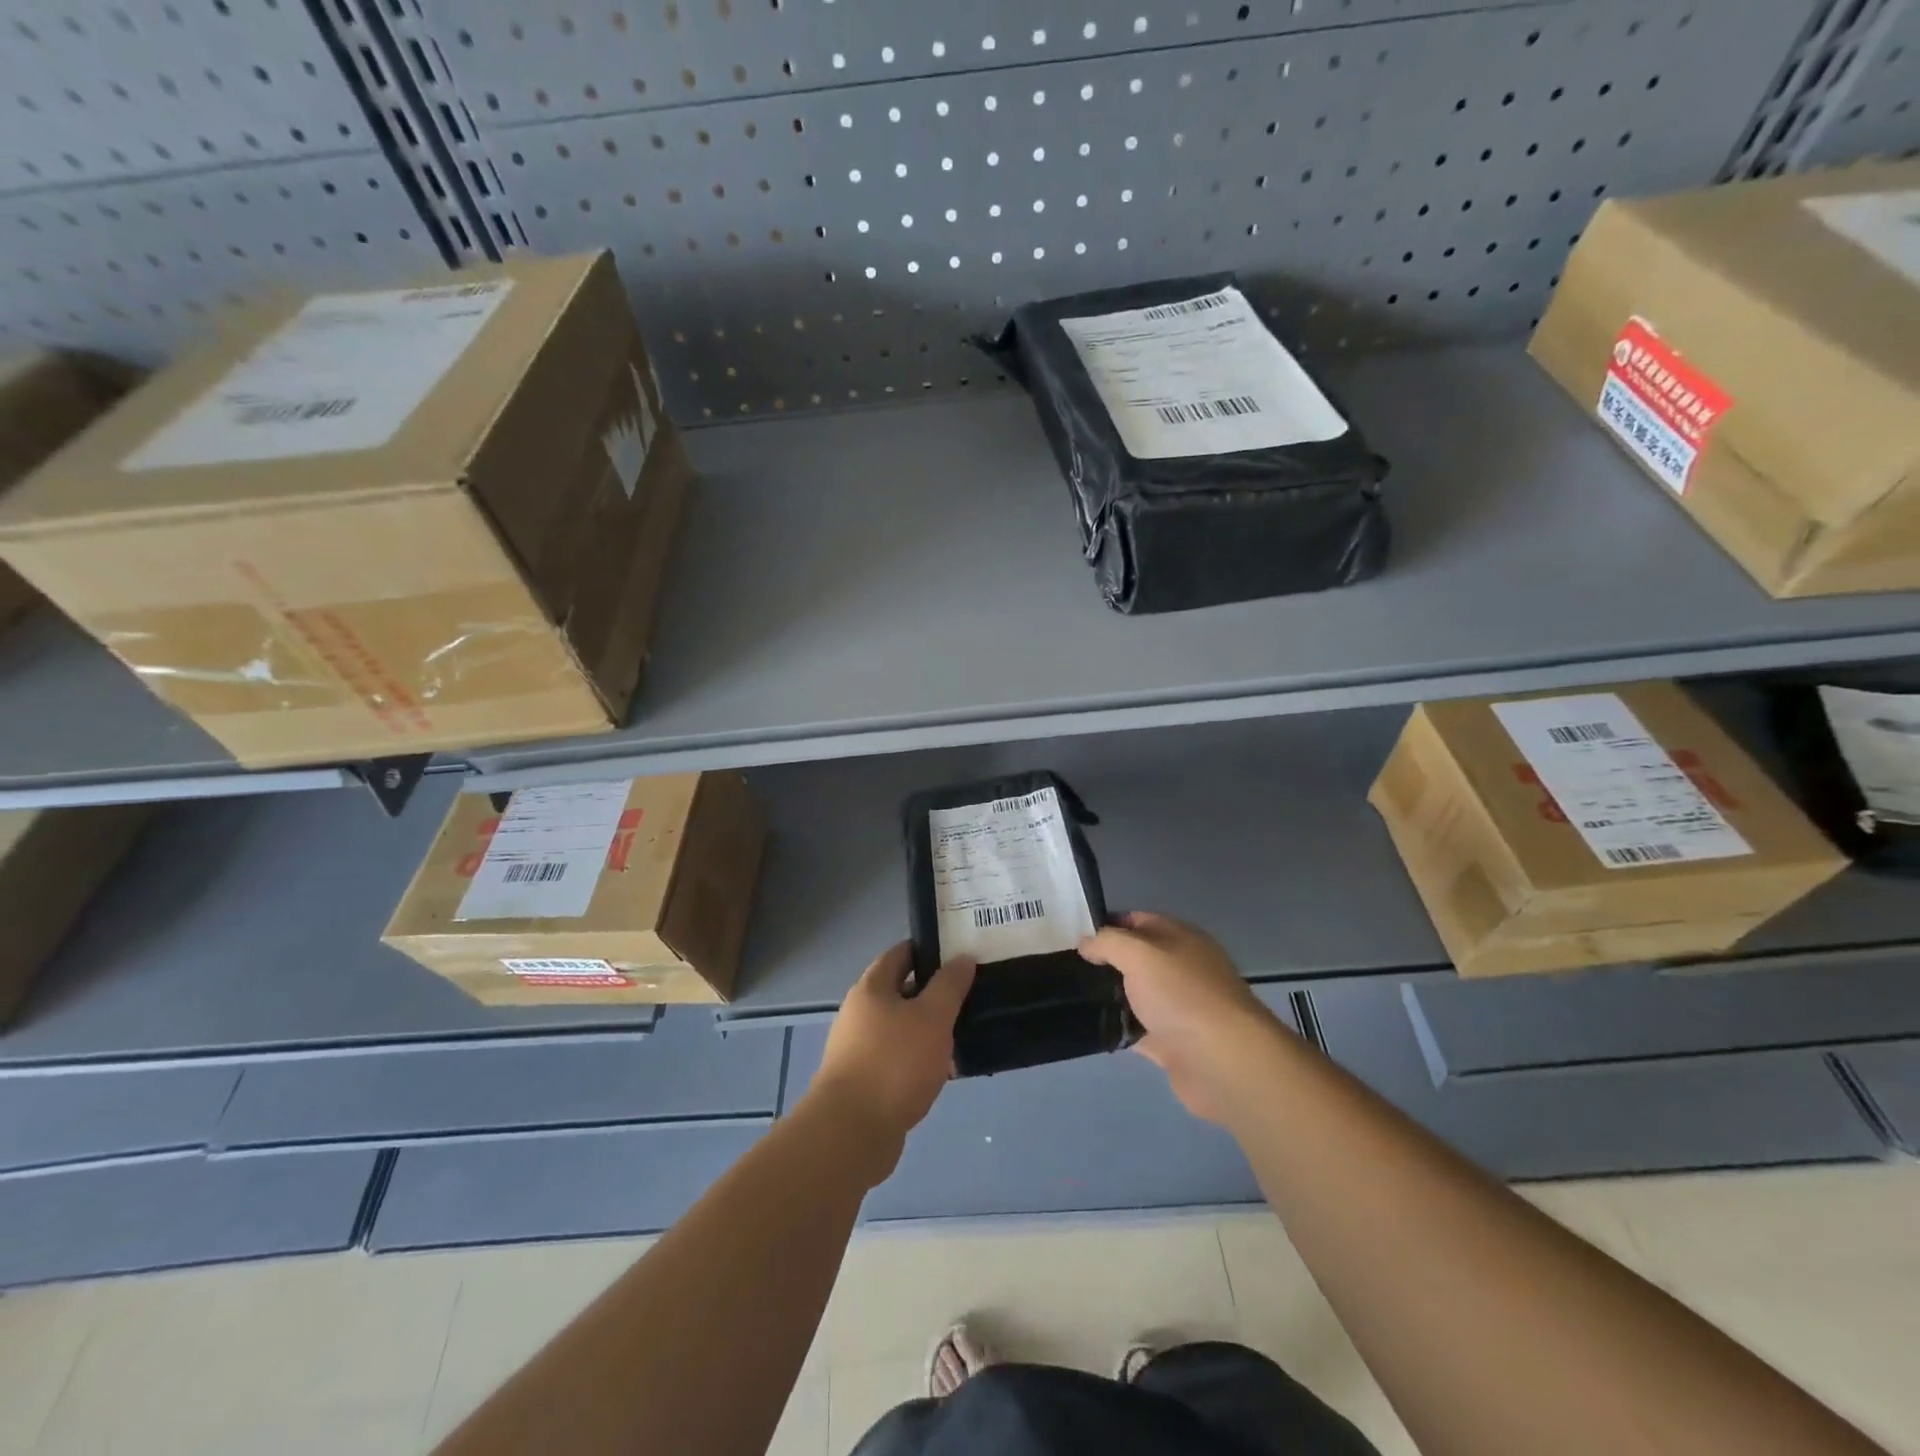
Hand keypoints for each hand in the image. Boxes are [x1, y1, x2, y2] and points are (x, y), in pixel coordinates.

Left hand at [804, 942, 976, 1182]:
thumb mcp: (932, 1017)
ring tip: (964, 1032)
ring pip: (902, 1028)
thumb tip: (962, 958)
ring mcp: (859, 1049)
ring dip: (929, 1029)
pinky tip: (944, 1070)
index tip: (959, 953)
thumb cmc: (894, 1063)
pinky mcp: (865, 1082)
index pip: (901, 954)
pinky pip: (899, 1059)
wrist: (851, 1133)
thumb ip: (949, 986)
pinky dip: (920, 1059)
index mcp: (871, 988)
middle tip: (969, 993)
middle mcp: (860, 1013)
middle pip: (901, 991)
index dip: (929, 949)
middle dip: (934, 992)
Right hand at [1080, 912, 1288, 1124]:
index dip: (1108, 925)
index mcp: (1181, 938)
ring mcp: (1178, 1007)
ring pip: (1136, 995)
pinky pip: (1138, 1030)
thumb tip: (1085, 942)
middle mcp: (1182, 968)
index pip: (1138, 921)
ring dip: (1111, 996)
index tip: (1076, 938)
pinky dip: (1119, 1028)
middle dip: (1105, 962)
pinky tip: (1093, 1027)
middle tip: (1069, 969)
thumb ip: (1108, 942)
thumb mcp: (1139, 953)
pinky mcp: (1173, 1043)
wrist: (1223, 1062)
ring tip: (1073, 997)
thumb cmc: (1182, 995)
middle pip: (1137, 958)